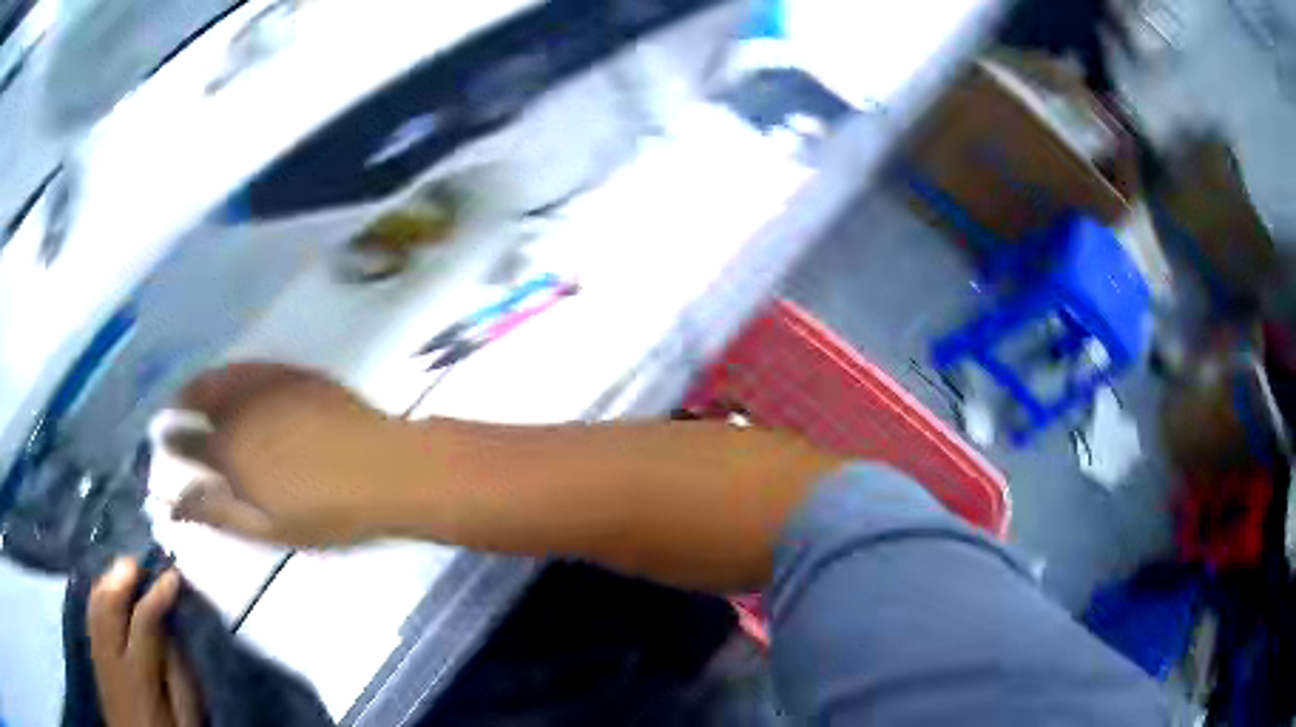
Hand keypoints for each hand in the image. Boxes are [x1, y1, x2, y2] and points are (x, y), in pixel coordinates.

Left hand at [88, 559, 200, 726]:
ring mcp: (98, 652)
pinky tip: (105, 589)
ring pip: (96, 603)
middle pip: (110, 603)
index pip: (145, 622)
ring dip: (108, 580)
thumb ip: (181, 681)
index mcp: (139, 674)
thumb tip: (176, 638)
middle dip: (123, 576)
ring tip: (123, 569)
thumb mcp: (185, 719)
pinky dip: (97, 594)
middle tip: (140, 559)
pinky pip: (90, 614)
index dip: (158, 595)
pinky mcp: (93, 654)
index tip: (173, 576)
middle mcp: (112, 655)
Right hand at [168, 362, 406, 545]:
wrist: (387, 469)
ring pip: (219, 377)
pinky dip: (231, 374)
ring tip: (192, 395)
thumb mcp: (268, 529)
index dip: (172, 443)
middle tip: (172, 416)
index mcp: (231, 453)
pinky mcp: (294, 373)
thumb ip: (219, 513)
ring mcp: (268, 385)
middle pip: (197, 401)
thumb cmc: (329, 514)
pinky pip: (250, 367)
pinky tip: (233, 382)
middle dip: (180, 408)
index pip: (187, 444)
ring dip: (200, 385)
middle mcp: (240, 410)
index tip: (162, 443)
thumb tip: (176, 505)